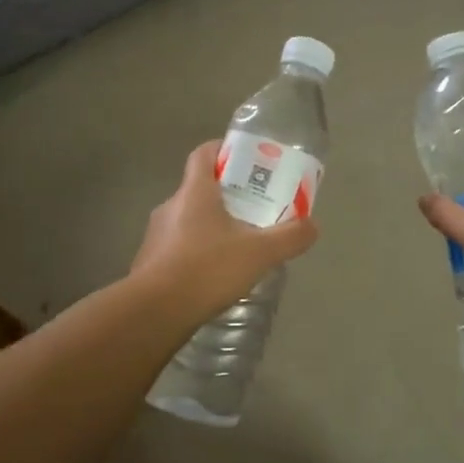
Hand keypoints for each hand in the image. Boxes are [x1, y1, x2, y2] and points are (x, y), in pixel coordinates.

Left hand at [130, 142, 318, 321]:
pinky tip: (215, 275)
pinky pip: (178, 247)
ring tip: (239, 246)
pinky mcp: (150, 262)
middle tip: (254, 208)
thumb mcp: (259, 253)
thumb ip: (289, 237)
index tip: (245, 160)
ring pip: (189, 220)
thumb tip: (313, 226)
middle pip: (199, 189)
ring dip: (212, 227)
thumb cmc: (207, 269)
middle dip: (227, 196)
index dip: (223, 150)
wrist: (155, 312)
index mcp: (194, 192)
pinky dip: (197, 253)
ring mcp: (156, 235)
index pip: (203, 154)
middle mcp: (171, 206)